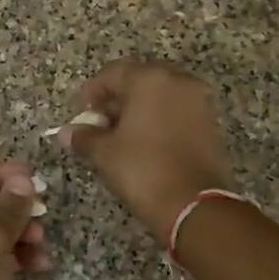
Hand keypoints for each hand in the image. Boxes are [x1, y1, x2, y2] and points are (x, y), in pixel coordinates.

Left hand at [0, 160, 48, 279]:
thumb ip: (11, 208)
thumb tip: (23, 180)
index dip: (5, 173)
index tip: (34, 181)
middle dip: (19, 207)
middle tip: (43, 214)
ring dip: (24, 233)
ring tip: (42, 245)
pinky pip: (0, 254)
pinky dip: (19, 255)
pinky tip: (40, 265)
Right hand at [59, 61, 235, 238]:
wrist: (193, 205)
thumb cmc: (143, 170)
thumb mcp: (105, 153)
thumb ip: (85, 136)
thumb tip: (67, 133)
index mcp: (150, 79)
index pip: (113, 73)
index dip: (92, 92)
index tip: (81, 114)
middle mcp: (179, 81)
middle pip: (140, 80)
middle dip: (117, 100)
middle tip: (100, 124)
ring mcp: (200, 101)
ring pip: (161, 96)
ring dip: (139, 110)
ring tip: (121, 136)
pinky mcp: (211, 123)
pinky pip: (178, 111)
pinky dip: (160, 120)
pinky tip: (145, 143)